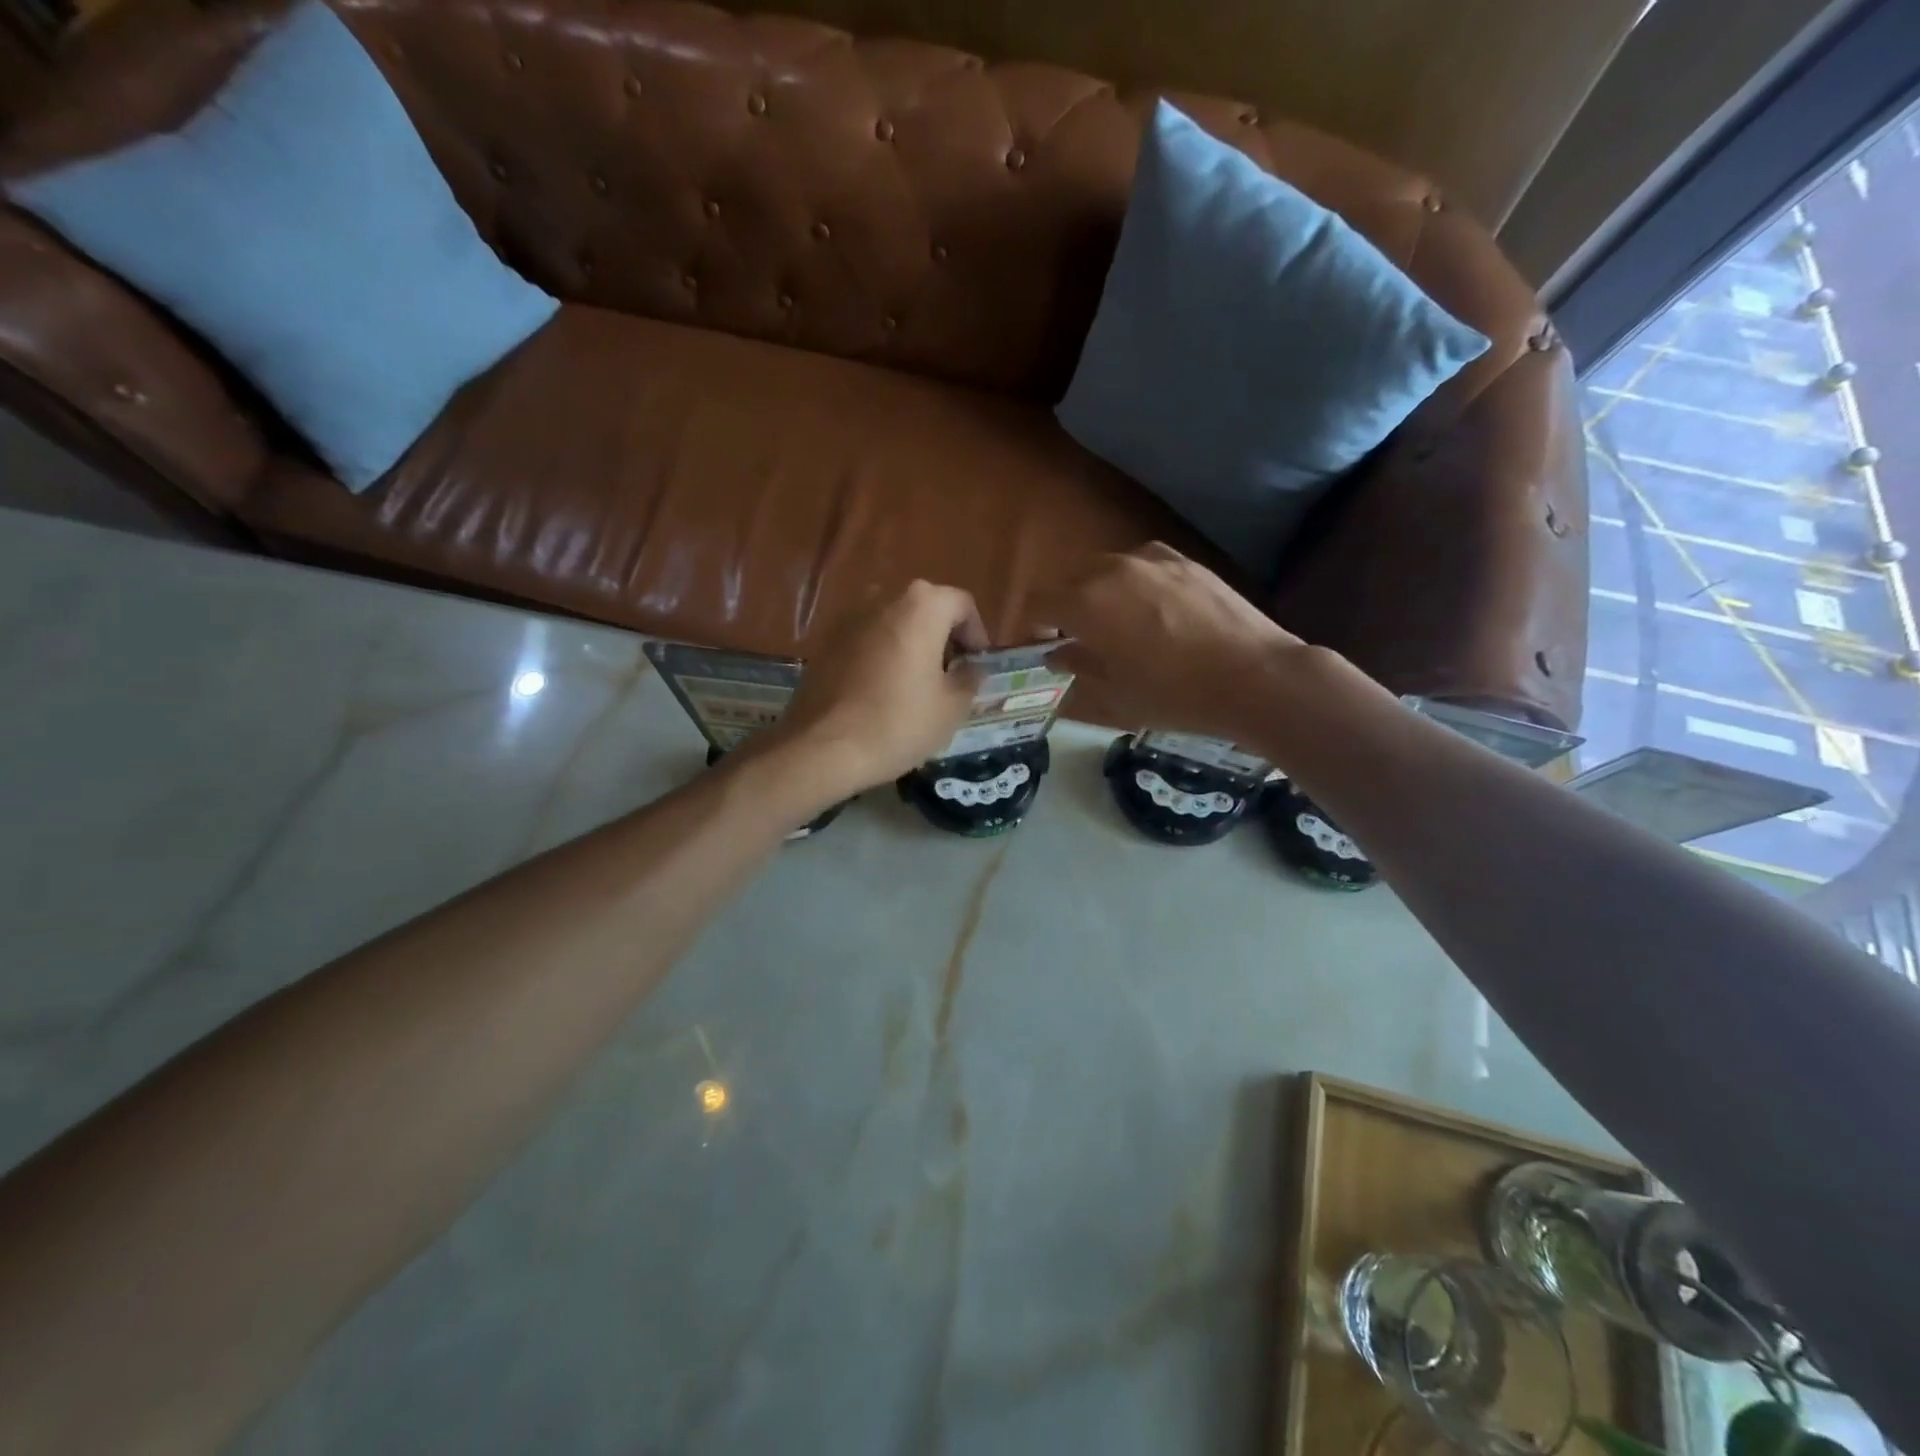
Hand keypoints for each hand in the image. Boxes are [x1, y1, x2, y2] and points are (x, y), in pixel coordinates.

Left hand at [767, 580, 987, 798]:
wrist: (822, 747)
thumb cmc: (898, 723)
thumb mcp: (952, 707)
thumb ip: (970, 679)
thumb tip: (971, 668)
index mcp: (922, 606)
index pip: (962, 605)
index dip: (976, 635)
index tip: (975, 667)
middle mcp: (883, 597)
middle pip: (926, 609)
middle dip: (943, 639)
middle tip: (950, 677)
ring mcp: (849, 617)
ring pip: (894, 623)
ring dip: (911, 646)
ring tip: (916, 686)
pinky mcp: (825, 640)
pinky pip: (867, 639)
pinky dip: (882, 655)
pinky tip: (882, 691)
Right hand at [1031, 543, 1313, 742]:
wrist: (1254, 677)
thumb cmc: (1174, 695)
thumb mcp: (1117, 693)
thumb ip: (1080, 666)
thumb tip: (1060, 653)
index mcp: (1085, 604)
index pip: (1037, 602)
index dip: (1030, 624)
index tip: (1039, 646)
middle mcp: (1111, 570)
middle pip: (1069, 579)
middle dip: (1063, 606)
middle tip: (1075, 638)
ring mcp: (1152, 560)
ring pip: (1106, 567)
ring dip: (1097, 591)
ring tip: (1116, 622)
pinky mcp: (1185, 561)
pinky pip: (1142, 563)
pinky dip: (1133, 581)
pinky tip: (1152, 607)